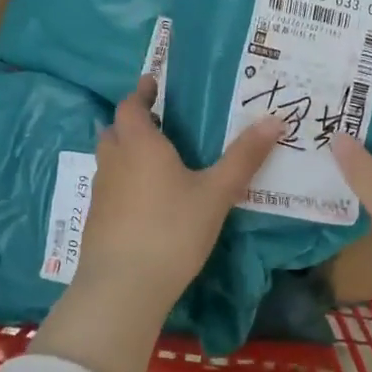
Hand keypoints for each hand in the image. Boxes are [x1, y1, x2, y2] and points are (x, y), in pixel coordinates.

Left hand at [31, 76, 281, 371]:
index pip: (131, 105)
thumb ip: (244, 157)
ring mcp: (100, 191)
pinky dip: (124, 181)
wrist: (122, 287)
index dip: (141, 93)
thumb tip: (275, 120)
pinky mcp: (96, 219)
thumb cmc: (172, 230)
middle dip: (134, 122)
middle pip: (116, 129)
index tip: (153, 84)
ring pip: (110, 158)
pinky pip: (110, 186)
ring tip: (157, 160)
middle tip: (161, 123)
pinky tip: (146, 200)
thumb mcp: (216, 193)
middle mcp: (114, 160)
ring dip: (127, 151)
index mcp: (139, 143)